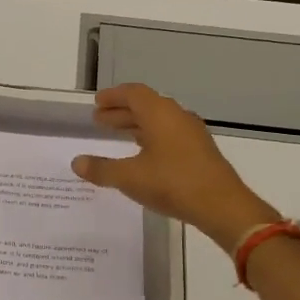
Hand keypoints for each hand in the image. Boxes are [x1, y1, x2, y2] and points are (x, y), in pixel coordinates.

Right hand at [72, 83, 280, 252]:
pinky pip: (169, 135)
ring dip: (136, 126)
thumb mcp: (129, 177)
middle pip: (146, 106)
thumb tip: (77, 162)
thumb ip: (101, 169)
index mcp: (159, 113)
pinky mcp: (200, 152)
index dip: (113, 96)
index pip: (133, 93)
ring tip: (117, 136)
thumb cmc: (172, 183)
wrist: (221, 206)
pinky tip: (143, 155)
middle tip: (100, 121)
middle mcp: (177, 117)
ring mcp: (192, 134)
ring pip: (159, 121)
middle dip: (121, 112)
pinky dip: (151, 138)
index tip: (97, 103)